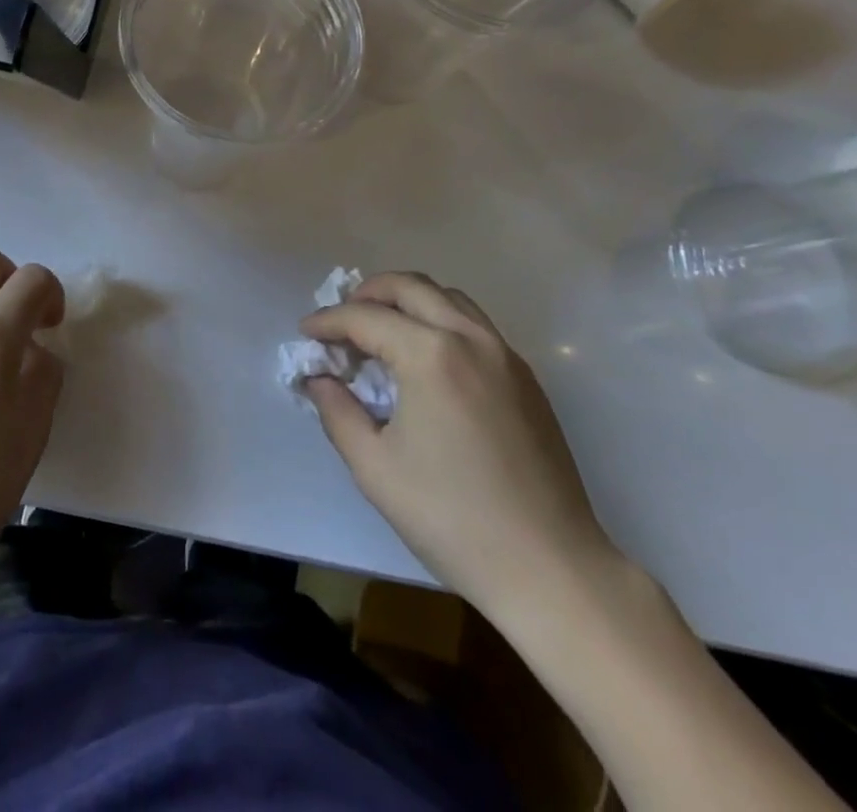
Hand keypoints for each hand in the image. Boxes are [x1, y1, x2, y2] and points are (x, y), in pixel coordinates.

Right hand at [304, 271, 619, 616]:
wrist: (551, 568)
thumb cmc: (451, 518)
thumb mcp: (374, 466)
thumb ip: (336, 410)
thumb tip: (319, 378)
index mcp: (431, 355)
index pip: (365, 317)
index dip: (328, 321)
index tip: (305, 333)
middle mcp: (470, 338)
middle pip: (409, 286)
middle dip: (366, 294)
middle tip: (340, 321)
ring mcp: (505, 355)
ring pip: (447, 297)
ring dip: (406, 301)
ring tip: (380, 331)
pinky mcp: (526, 378)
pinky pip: (473, 324)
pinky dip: (438, 320)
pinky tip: (424, 359)